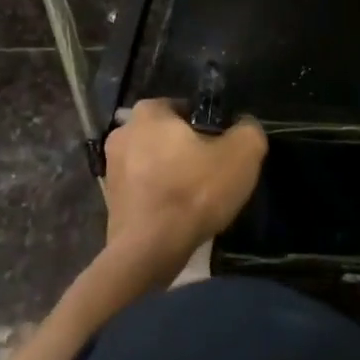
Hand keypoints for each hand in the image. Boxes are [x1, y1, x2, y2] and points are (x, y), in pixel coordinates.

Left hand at [102, 99, 268, 284]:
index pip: (185, 108)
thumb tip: (244, 127)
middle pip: (167, 136)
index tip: (222, 148)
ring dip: (173, 176)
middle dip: (188, 151)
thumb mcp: (242, 154)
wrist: (149, 252)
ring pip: (154, 164)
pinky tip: (179, 216)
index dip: (208, 126)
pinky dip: (160, 199)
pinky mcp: (111, 202)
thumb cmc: (193, 192)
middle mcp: (122, 133)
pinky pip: (144, 191)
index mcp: (148, 112)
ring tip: (197, 199)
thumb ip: (248, 131)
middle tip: (213, 173)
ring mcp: (111, 169)